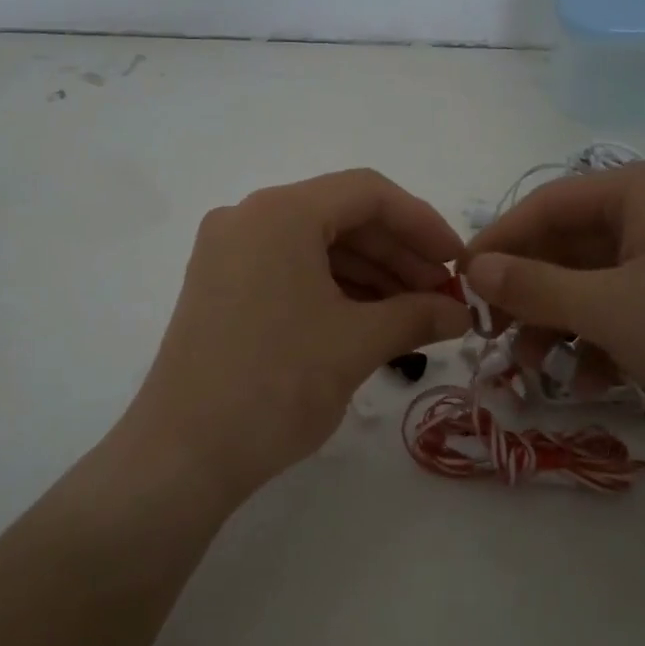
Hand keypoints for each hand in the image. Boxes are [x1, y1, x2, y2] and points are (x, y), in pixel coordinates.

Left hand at [128, 170, 471, 499]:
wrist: (183, 452)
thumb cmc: (276, 385)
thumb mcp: (356, 344)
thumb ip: (417, 316)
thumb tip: (461, 312)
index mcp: (279, 213)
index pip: (367, 193)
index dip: (422, 223)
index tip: (457, 262)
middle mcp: (247, 218)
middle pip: (340, 217)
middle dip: (397, 254)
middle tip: (441, 296)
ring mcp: (227, 252)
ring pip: (314, 245)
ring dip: (368, 274)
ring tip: (413, 314)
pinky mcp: (219, 286)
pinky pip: (287, 268)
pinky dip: (331, 287)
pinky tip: (368, 319)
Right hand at [463, 161, 644, 464]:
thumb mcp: (609, 310)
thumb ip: (532, 286)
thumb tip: (472, 268)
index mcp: (641, 192)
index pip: (544, 205)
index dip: (497, 243)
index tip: (460, 284)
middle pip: (567, 247)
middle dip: (529, 296)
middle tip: (493, 337)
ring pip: (593, 285)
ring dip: (559, 326)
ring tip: (536, 371)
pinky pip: (626, 312)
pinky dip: (599, 342)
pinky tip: (587, 383)